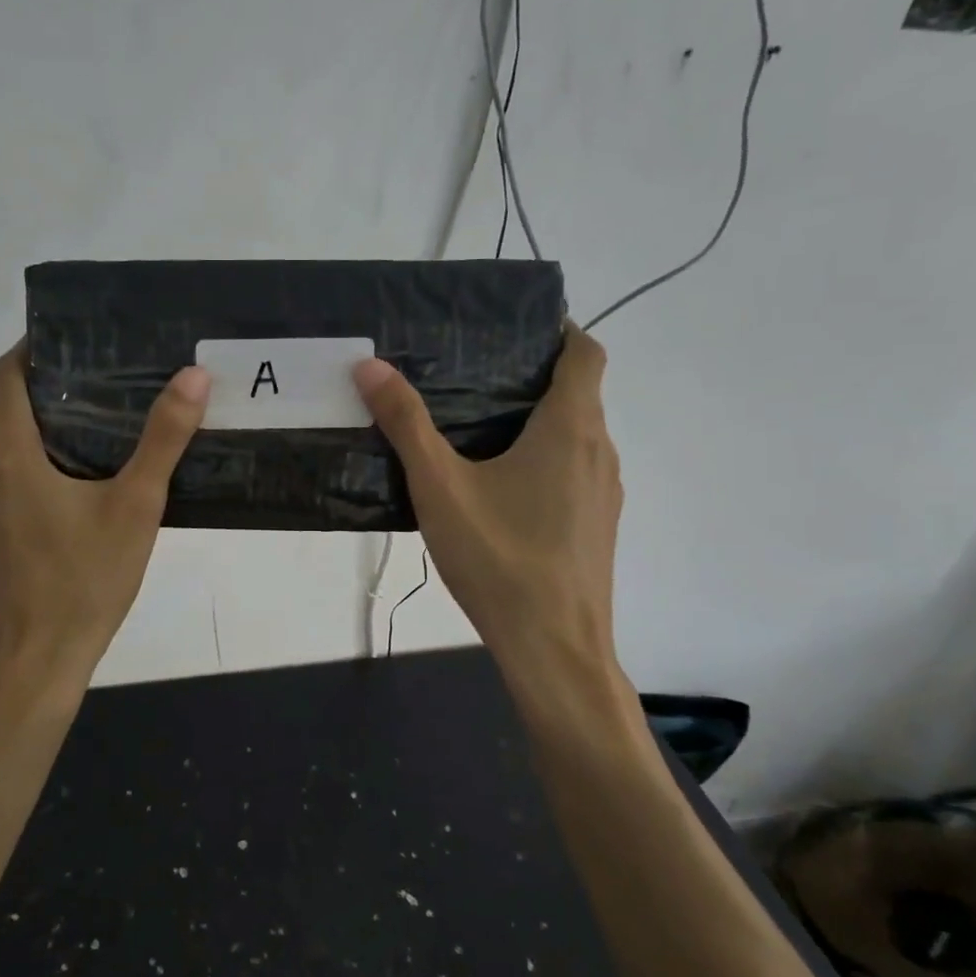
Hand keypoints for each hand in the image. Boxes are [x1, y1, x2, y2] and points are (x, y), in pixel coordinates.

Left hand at [0, 342, 209, 685]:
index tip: (73, 344)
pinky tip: (60, 481)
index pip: (4, 375)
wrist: (40, 656)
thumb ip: (164, 438)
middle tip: (81, 381)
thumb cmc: (87, 577)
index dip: (32, 351)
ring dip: (16, 420)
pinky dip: (13, 457)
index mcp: (7, 453)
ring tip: (76, 423)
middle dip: (25, 381)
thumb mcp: (136, 505)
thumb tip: (193, 376)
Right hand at [354, 326, 626, 697]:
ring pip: (577, 435)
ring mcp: (605, 493)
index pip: (585, 352)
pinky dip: (544, 457)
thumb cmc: (500, 559)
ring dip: (538, 419)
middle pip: (579, 392)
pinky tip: (497, 485)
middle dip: (533, 374)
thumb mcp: (440, 486)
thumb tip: (370, 365)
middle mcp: (600, 451)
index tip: (514, 325)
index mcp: (572, 428)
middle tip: (471, 370)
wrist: (554, 650)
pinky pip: (575, 470)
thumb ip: (406, 423)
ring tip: (476, 423)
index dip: (558, 329)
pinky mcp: (597, 525)